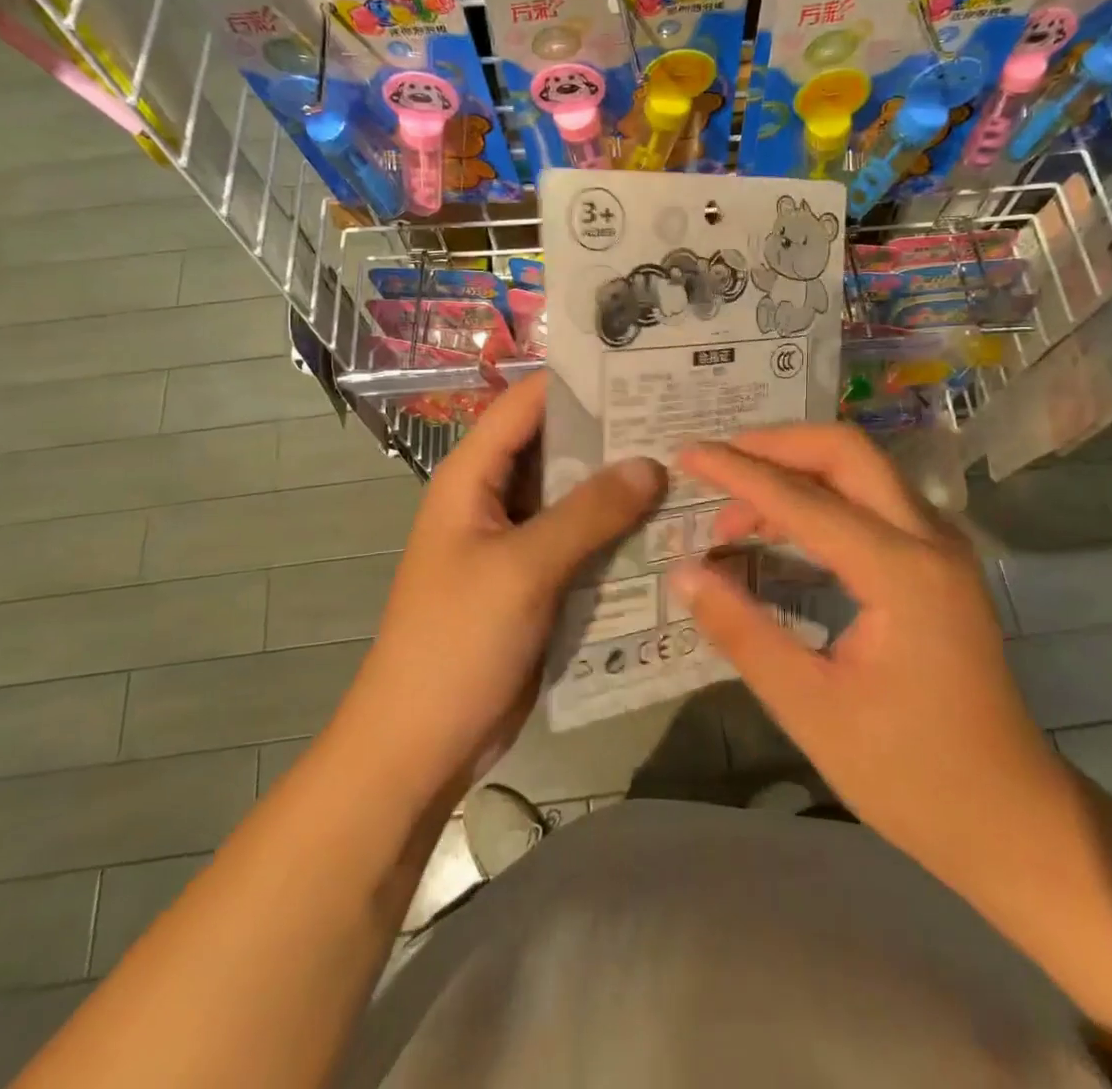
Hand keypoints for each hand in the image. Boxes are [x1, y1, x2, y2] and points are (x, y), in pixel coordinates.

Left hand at [339, 377, 665, 800]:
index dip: (579, 382)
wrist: (421, 743)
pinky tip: (669, 528)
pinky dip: (617, 533)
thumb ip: (588, 512)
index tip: (642, 367)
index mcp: (472, 476)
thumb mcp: (523, 568)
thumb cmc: (457, 641)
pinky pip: (581, 542)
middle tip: (683, 418)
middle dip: (613, 434)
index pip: (527, 404)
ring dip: (621, 486)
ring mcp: (516, 541)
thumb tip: (651, 463)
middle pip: (557, 448)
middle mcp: (494, 497)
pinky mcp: (536, 580)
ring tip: (690, 466)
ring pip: (574, 497)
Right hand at [670, 425, 1061, 867]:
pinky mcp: (939, 564)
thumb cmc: (910, 775)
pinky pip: (875, 501)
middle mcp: (929, 540)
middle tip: (718, 462)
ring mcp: (942, 548)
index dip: (738, 472)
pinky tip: (784, 532)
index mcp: (901, 573)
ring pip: (864, 471)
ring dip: (798, 473)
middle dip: (776, 446)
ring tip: (736, 515)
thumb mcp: (810, 708)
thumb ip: (743, 632)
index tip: (687, 454)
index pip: (803, 499)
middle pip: (847, 453)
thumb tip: (683, 573)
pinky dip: (823, 497)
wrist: (1011, 819)